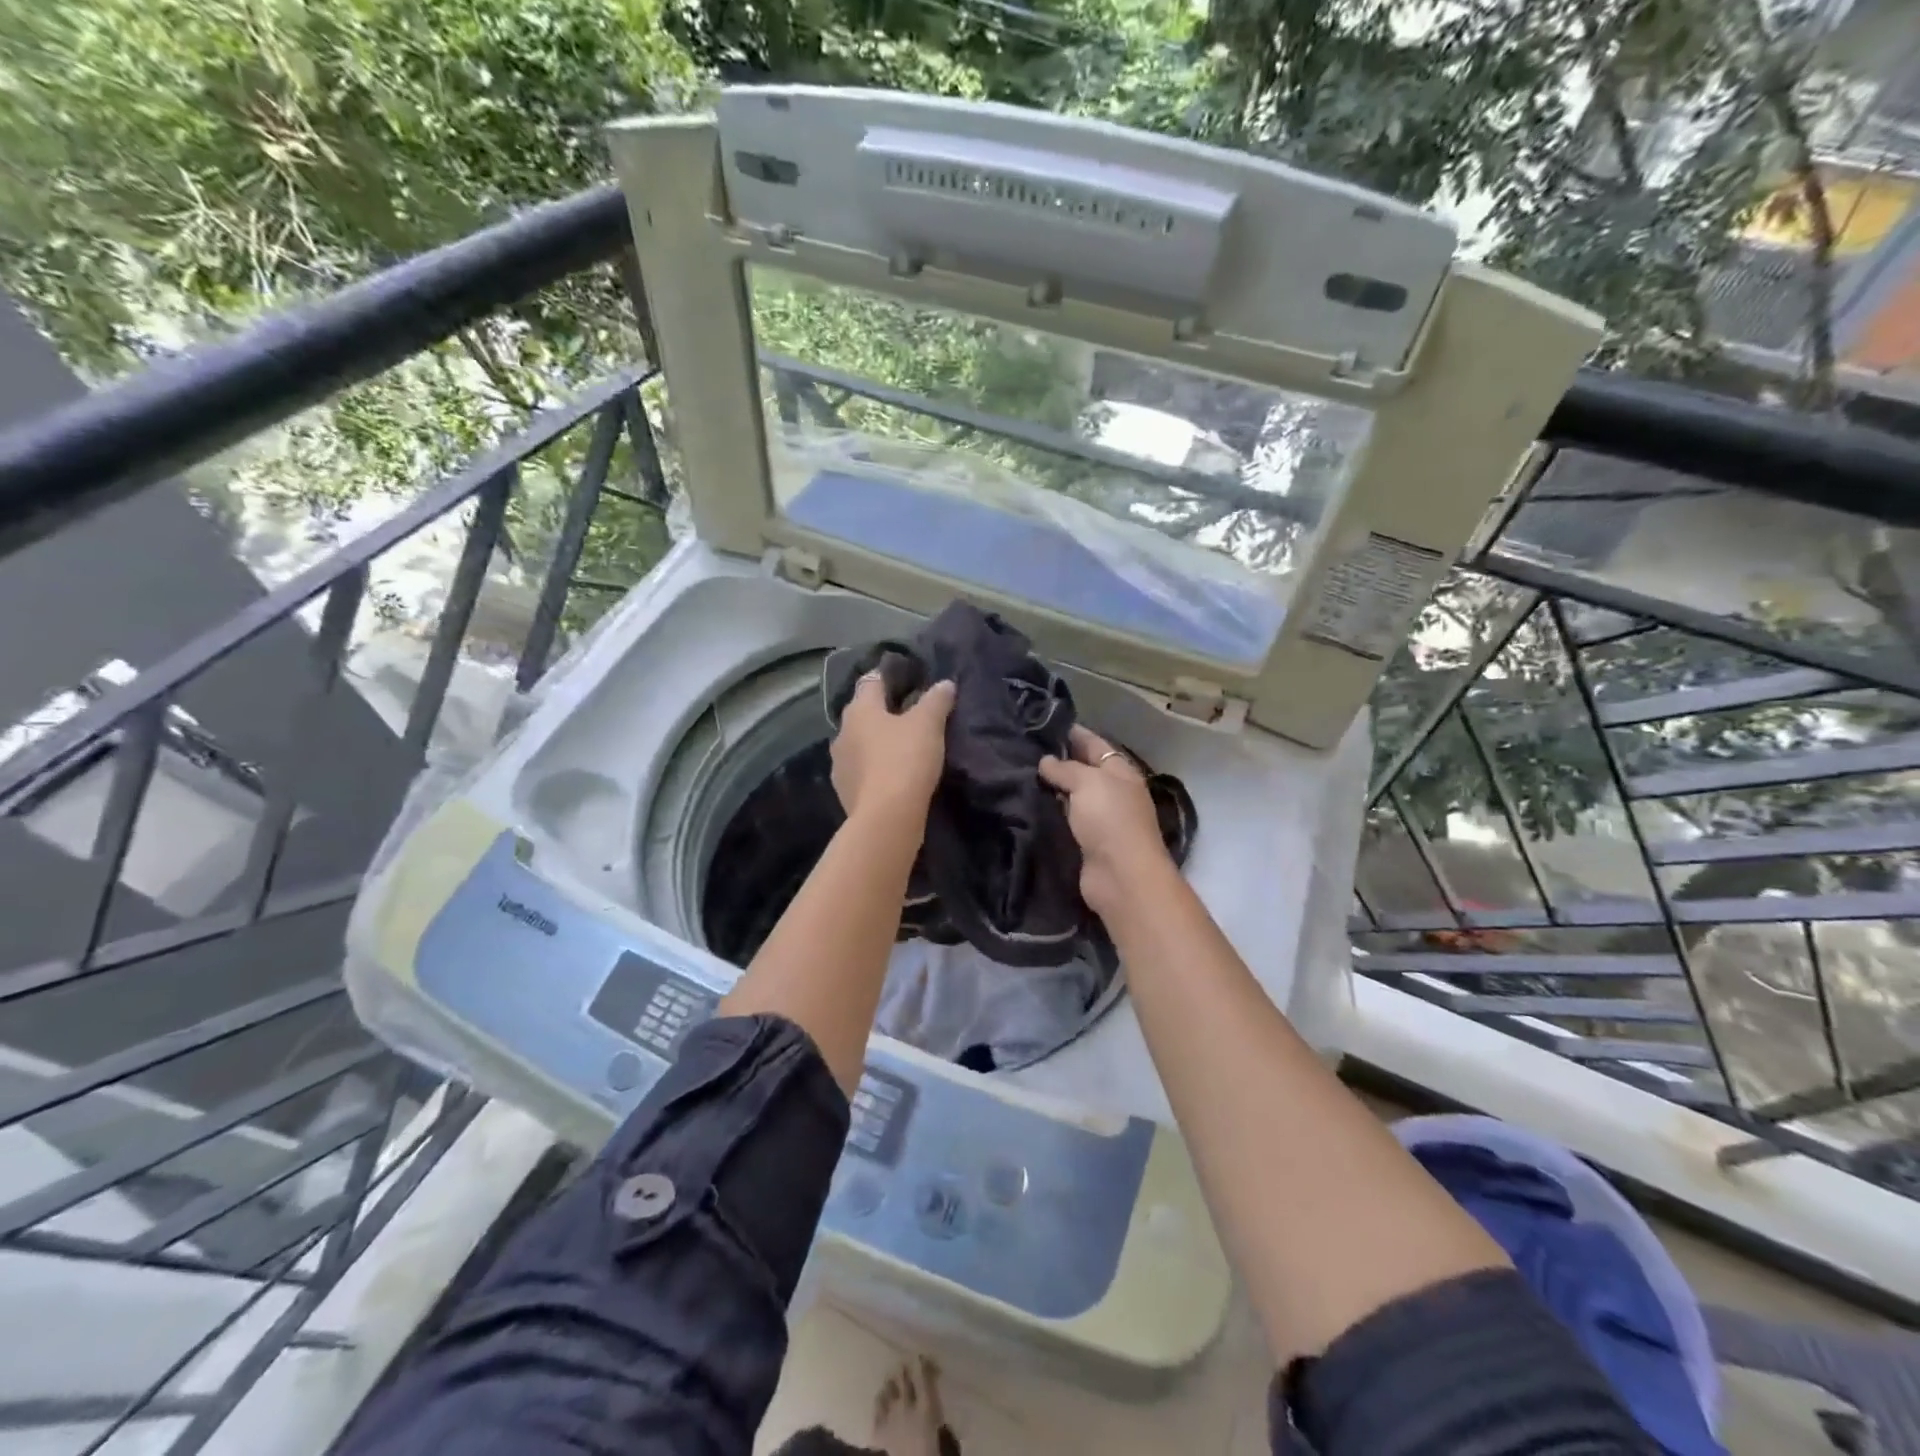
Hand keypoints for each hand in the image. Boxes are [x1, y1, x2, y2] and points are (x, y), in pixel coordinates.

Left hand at [831, 674, 955, 830]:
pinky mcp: (845, 792)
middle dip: (883, 713)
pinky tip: (893, 776)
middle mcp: (842, 733)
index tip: (906, 678)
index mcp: (859, 710)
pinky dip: (875, 769)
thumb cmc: (905, 759)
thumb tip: (945, 684)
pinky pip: (862, 771)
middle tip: (910, 715)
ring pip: (860, 744)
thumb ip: (936, 700)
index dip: (888, 677)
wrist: (886, 818)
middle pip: (863, 714)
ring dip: (877, 744)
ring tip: (902, 748)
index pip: (871, 681)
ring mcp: (840, 765)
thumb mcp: (928, 724)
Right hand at [1038, 726, 1174, 916]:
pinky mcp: (1086, 841)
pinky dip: (1049, 812)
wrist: (1121, 876)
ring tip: (1016, 774)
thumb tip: (1045, 761)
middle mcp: (1112, 791)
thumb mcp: (1088, 783)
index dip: (1070, 732)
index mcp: (1120, 771)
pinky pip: (1064, 819)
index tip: (1039, 724)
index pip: (1093, 743)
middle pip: (1082, 769)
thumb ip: (1065, 769)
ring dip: (1050, 788)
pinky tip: (1026, 804)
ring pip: (1071, 795)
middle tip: (1020, 750)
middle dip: (1056, 760)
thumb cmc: (1110, 820)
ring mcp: (1100, 818)